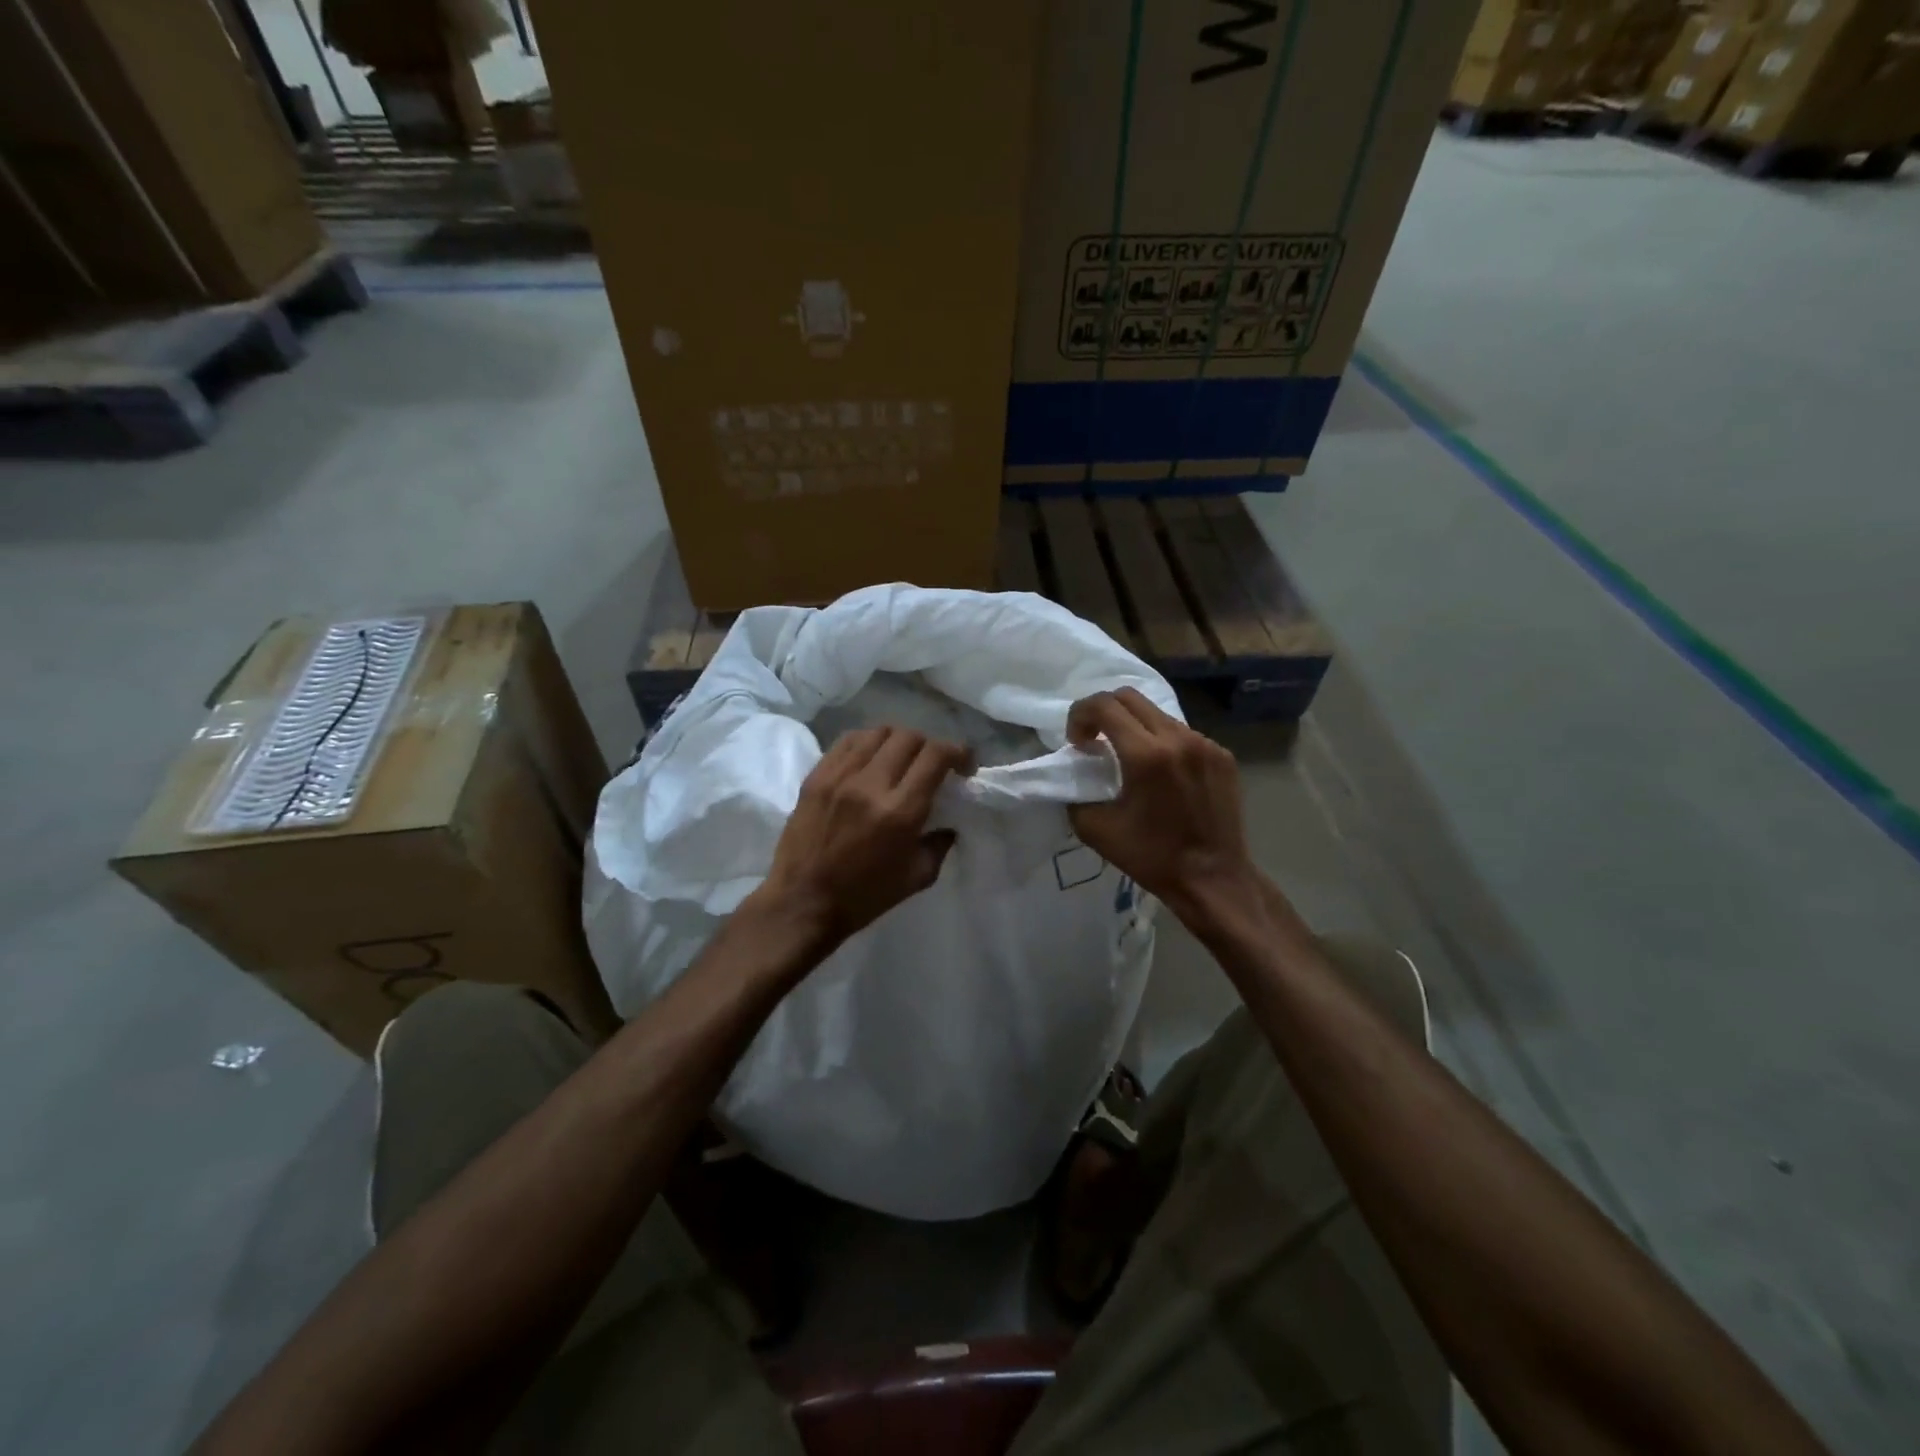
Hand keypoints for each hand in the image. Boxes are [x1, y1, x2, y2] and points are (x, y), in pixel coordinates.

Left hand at [757, 726, 972, 945]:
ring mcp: (839, 776)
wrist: (802, 902)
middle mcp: (871, 784)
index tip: (963, 764)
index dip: (957, 752)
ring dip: (898, 740)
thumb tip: (949, 824)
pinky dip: (867, 742)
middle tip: (932, 764)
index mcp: (900, 811)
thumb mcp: (916, 877)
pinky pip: (847, 741)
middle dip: (929, 745)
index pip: (935, 756)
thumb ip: (939, 844)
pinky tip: (871, 758)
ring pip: (878, 732)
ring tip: (901, 758)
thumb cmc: (863, 896)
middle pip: (909, 737)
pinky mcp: (816, 776)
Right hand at [1066, 689, 1256, 914]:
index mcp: (1146, 755)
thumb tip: (1077, 774)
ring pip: (1158, 713)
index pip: (1103, 706)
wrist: (1213, 878)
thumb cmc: (1152, 857)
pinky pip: (1182, 733)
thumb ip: (1076, 793)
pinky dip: (1161, 742)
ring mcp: (1205, 744)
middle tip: (1095, 741)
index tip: (1078, 744)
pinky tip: (1161, 774)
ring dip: (1133, 726)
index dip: (1079, 716)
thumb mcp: (1095, 829)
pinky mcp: (1222, 755)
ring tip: (1128, 758)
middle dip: (1103, 712)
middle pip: (1130, 697)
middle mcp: (1178, 738)